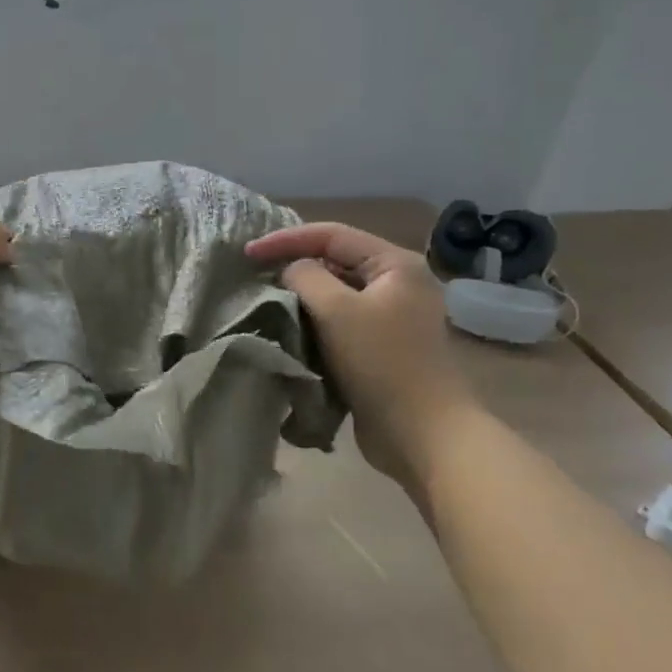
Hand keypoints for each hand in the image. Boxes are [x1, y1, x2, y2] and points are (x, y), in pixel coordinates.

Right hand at [246, 222, 472, 476]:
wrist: (424, 435)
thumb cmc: (382, 364)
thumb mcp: (336, 311)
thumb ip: (306, 277)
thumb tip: (292, 271)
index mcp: (395, 264)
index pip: (332, 235)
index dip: (286, 240)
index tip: (247, 254)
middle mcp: (397, 284)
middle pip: (335, 261)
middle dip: (294, 267)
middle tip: (254, 276)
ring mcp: (391, 317)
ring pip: (335, 294)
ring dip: (301, 297)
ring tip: (266, 302)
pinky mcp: (381, 348)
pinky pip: (340, 323)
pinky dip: (314, 323)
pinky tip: (289, 330)